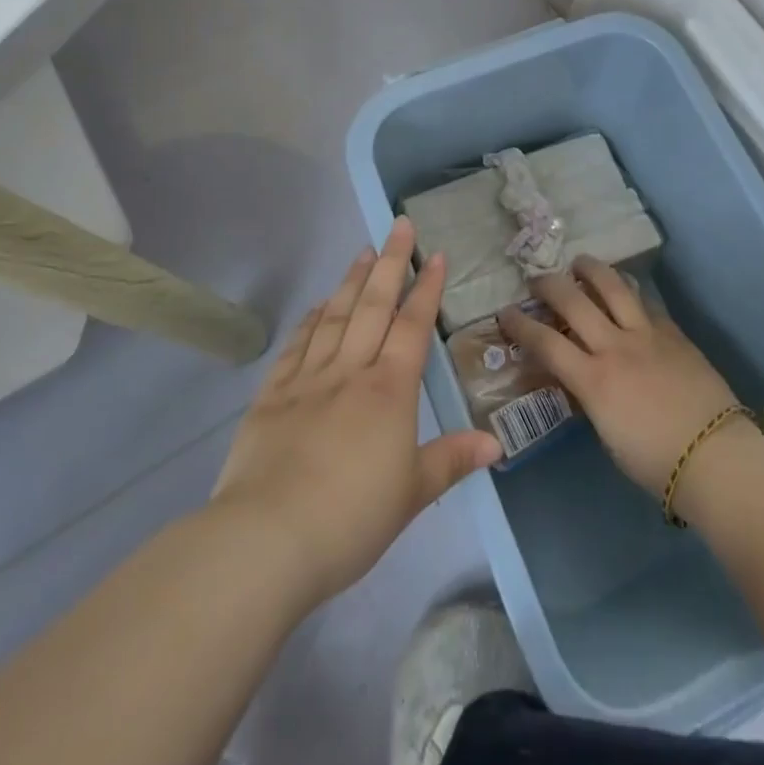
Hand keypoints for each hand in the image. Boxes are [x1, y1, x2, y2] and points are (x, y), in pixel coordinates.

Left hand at [211, 218, 500, 608]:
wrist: (267, 538)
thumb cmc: (351, 518)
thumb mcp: (412, 494)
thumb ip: (452, 460)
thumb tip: (496, 444)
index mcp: (388, 390)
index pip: (413, 326)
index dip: (426, 288)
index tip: (436, 255)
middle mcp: (350, 371)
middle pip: (373, 306)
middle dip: (391, 263)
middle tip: (399, 226)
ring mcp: (307, 379)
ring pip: (334, 316)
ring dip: (351, 281)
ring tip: (363, 252)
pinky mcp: (271, 396)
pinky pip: (295, 346)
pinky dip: (309, 320)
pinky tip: (316, 306)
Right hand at [501, 257, 743, 494]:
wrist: (714, 455)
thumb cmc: (655, 461)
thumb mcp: (607, 433)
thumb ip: (589, 398)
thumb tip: (580, 380)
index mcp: (593, 380)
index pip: (546, 342)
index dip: (520, 325)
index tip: (506, 313)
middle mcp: (615, 347)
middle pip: (573, 301)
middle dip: (549, 285)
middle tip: (536, 279)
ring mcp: (647, 334)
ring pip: (613, 287)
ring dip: (590, 270)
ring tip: (579, 262)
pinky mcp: (673, 332)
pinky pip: (644, 303)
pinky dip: (628, 293)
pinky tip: (624, 291)